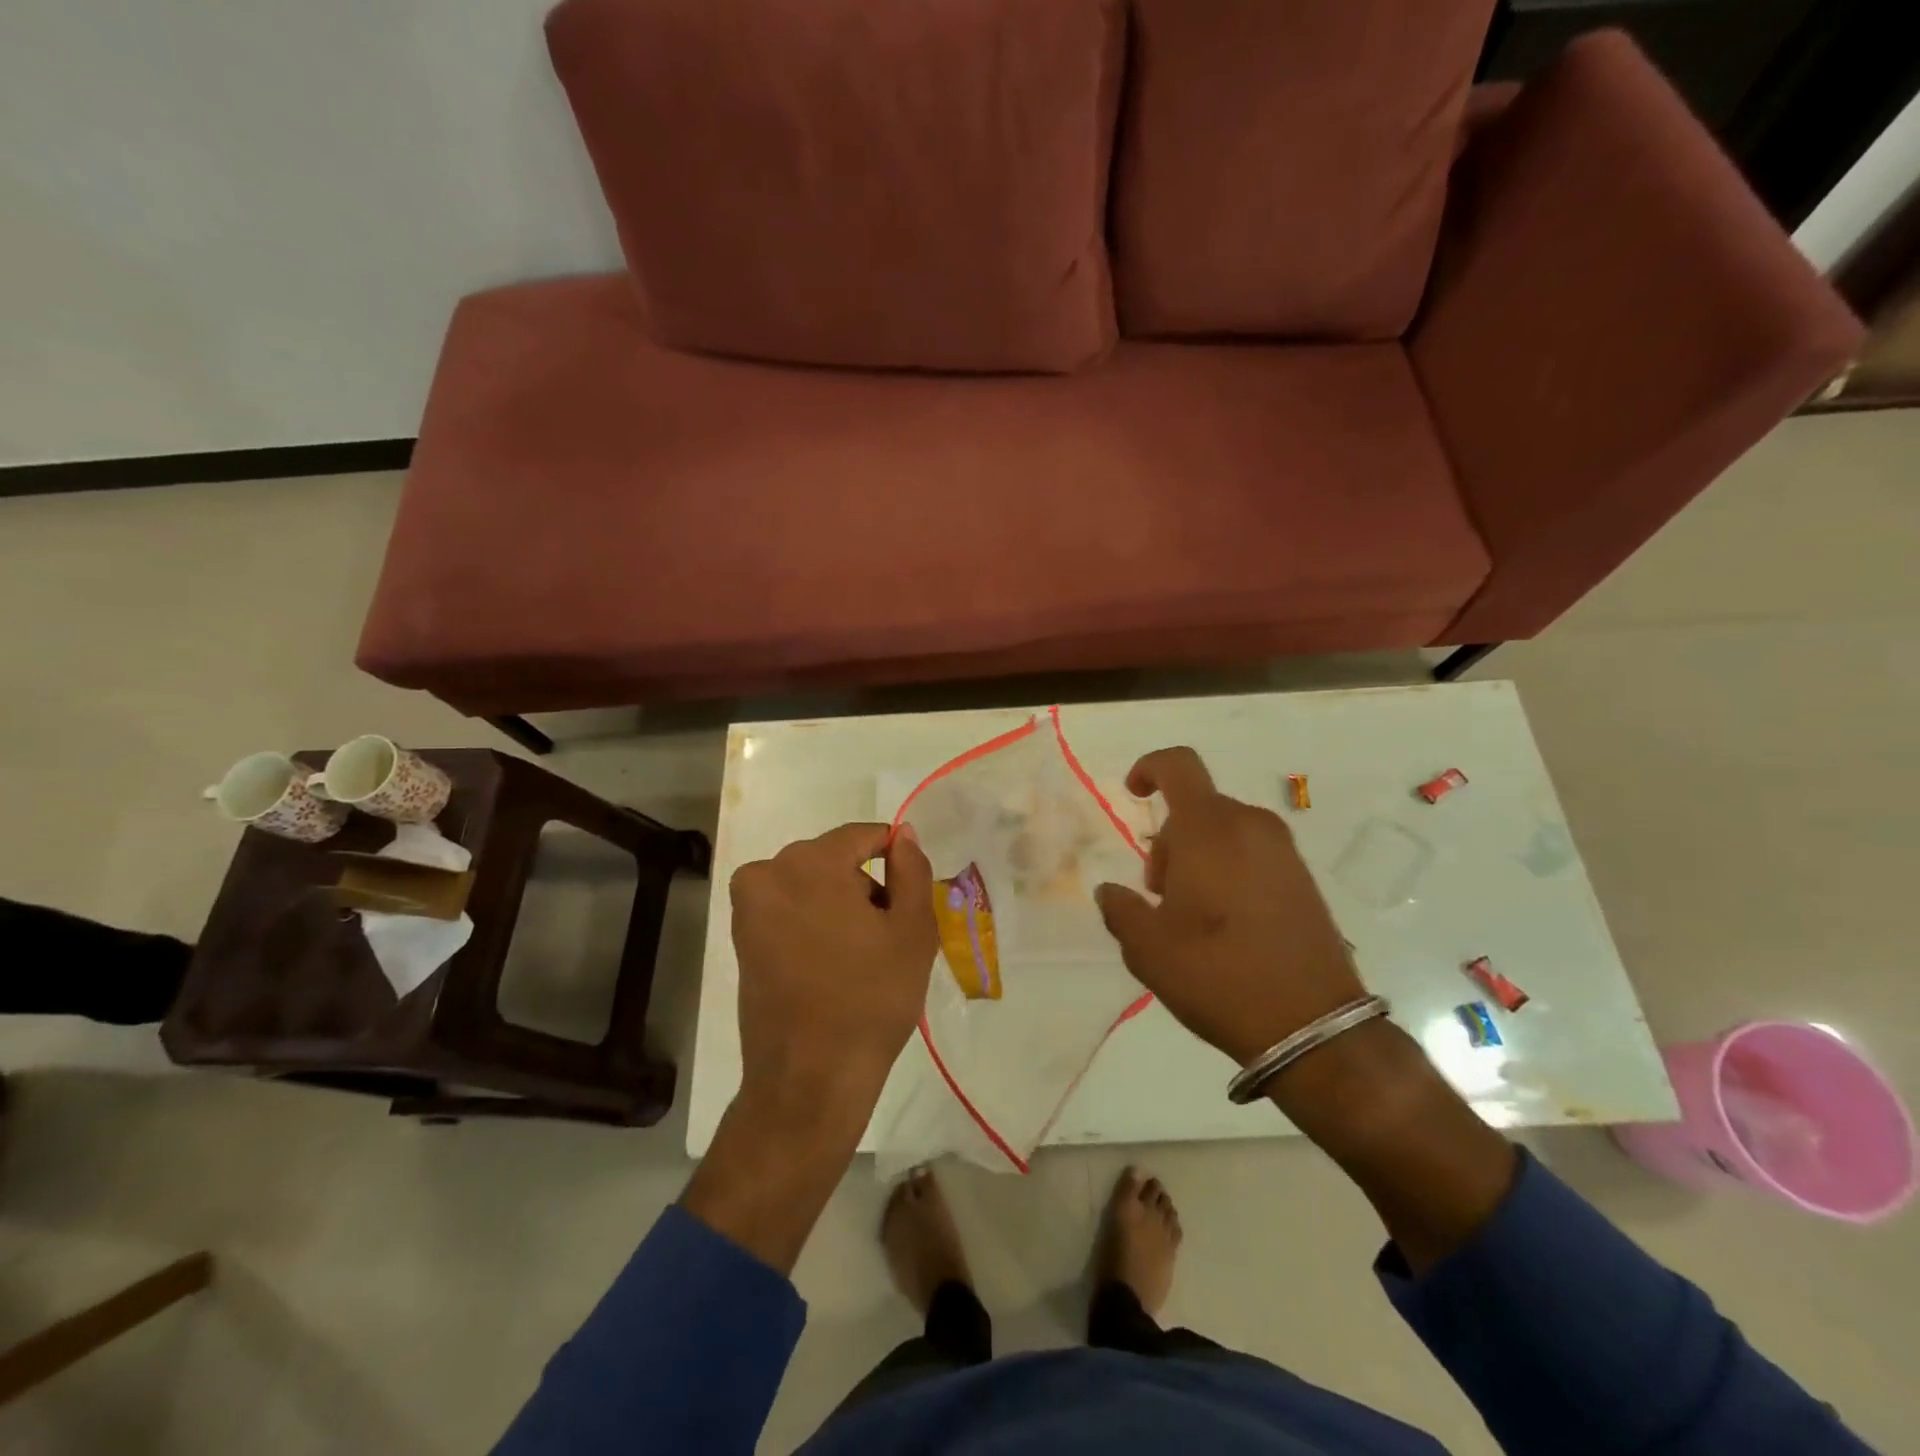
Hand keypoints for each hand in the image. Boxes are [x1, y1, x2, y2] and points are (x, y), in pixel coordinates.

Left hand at [729, 821, 937, 1118]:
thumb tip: (902, 833)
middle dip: (863, 885)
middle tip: (887, 934)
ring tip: (860, 955)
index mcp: (811, 862)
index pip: (861, 836)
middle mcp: (769, 872)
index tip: (908, 896)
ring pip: (810, 884)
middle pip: (833, 859)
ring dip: (837, 904)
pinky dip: (812, 923)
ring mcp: (749, 907)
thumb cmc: (871, 999)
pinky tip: (831, 964)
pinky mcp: (739, 938)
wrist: (810, 1078)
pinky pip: (788, 909)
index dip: (893, 859)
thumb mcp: (913, 930)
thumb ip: (912, 869)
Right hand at [1095, 747, 1362, 1067]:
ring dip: (1198, 858)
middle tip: (1159, 895)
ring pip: (1224, 832)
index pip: (1178, 766)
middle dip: (1169, 841)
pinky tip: (1225, 924)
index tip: (1133, 794)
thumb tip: (1110, 891)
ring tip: (1190, 916)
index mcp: (1210, 829)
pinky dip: (1228, 870)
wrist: (1313, 1027)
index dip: (1149, 768)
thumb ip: (1120, 909)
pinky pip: (1252, 853)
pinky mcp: (1304, 878)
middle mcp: (1251, 826)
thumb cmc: (1218, 975)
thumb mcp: (1148, 949)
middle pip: (1197, 808)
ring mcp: (1284, 852)